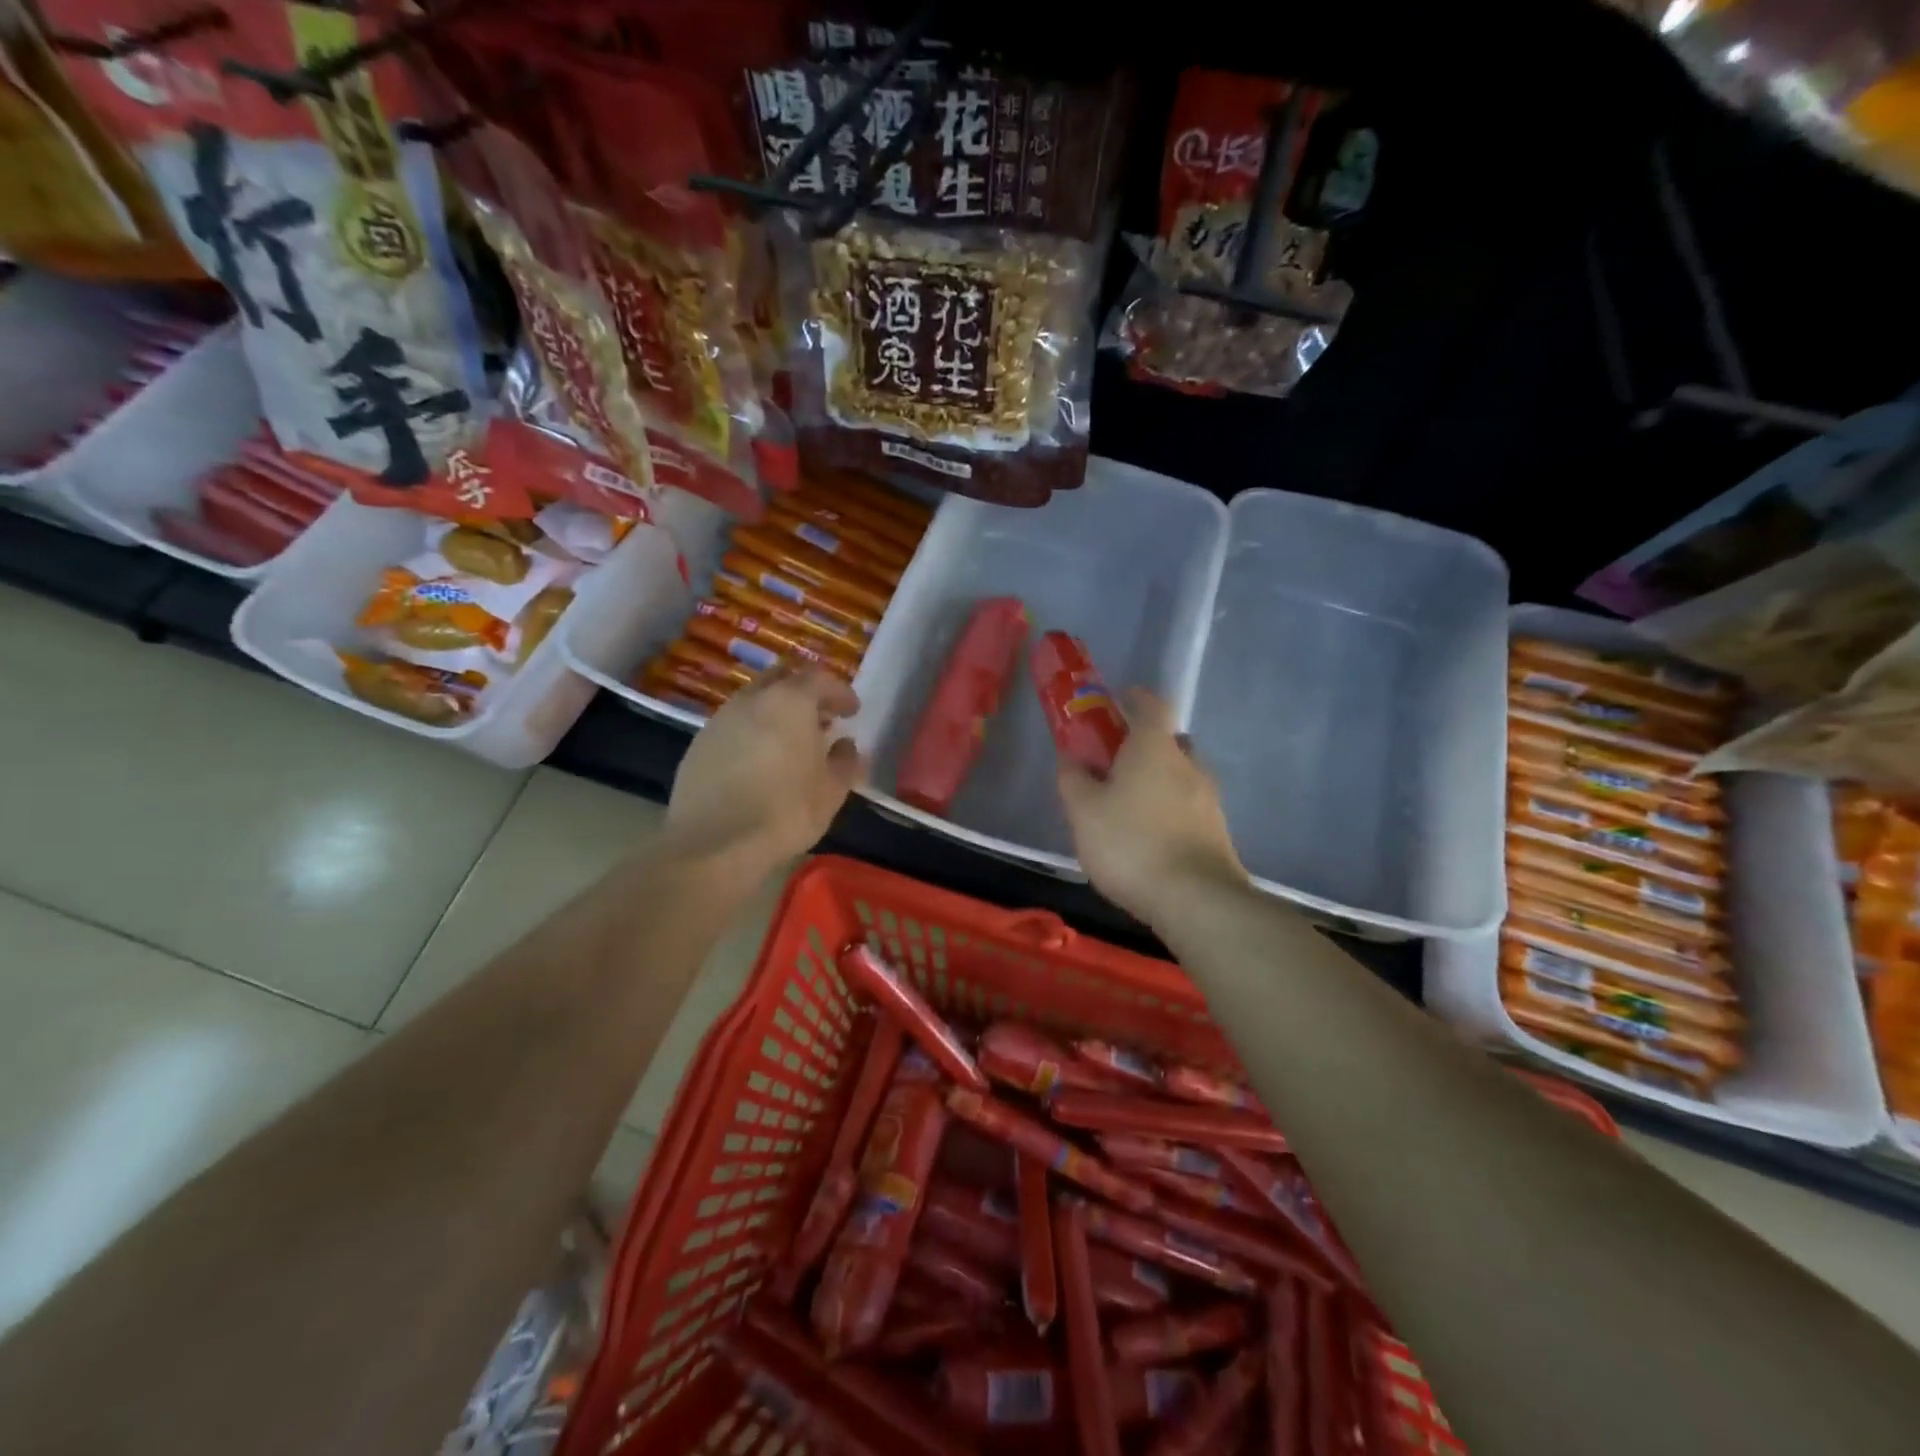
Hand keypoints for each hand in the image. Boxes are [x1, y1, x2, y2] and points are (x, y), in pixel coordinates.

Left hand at [668, 665, 864, 870]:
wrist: (714, 844)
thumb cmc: (785, 811)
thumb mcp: (832, 791)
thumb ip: (845, 761)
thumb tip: (845, 745)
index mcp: (789, 702)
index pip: (819, 679)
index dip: (839, 692)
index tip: (852, 711)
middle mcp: (751, 700)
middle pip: (781, 679)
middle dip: (804, 692)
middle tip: (821, 717)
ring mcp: (719, 721)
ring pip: (753, 701)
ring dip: (775, 712)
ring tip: (790, 742)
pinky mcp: (697, 746)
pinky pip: (733, 726)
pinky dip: (752, 733)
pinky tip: (759, 762)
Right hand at [1056, 688, 1247, 927]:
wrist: (1196, 900)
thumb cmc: (1131, 844)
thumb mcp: (1083, 812)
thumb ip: (1073, 779)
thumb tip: (1071, 758)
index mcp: (1154, 748)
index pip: (1151, 705)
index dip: (1135, 698)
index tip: (1118, 699)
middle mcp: (1188, 765)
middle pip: (1169, 741)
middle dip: (1144, 746)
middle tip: (1116, 764)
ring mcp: (1209, 800)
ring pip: (1181, 777)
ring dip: (1158, 782)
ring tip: (1129, 809)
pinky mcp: (1218, 832)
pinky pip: (1189, 808)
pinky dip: (1170, 811)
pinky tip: (1150, 839)